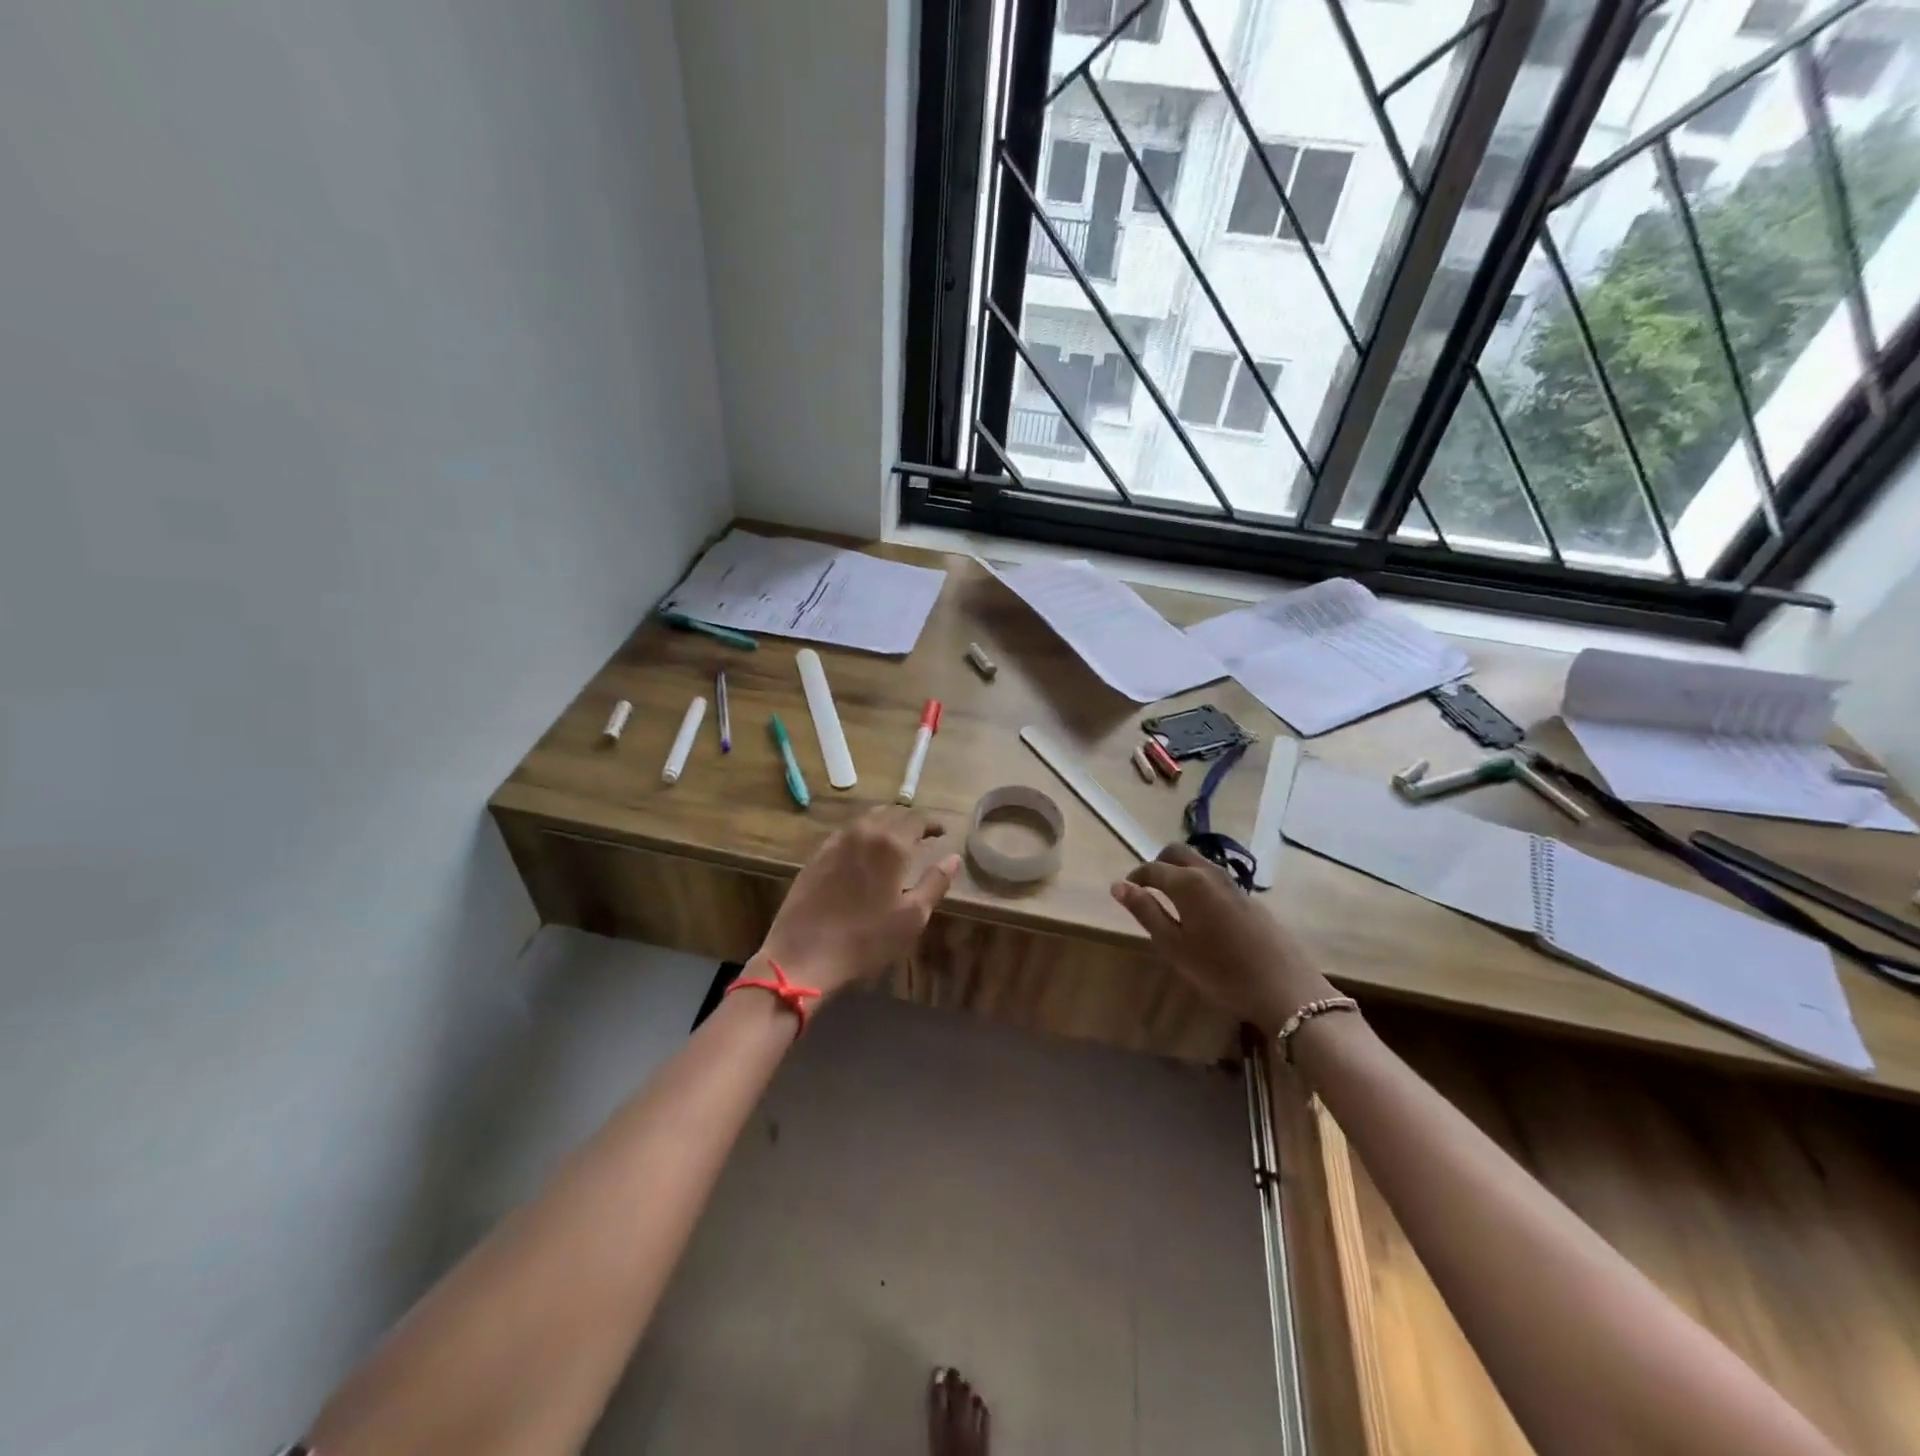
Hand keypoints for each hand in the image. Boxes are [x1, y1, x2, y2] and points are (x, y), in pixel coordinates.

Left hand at [757, 806, 960, 995]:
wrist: (803, 955)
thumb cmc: (866, 940)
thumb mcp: (912, 917)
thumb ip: (935, 883)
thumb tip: (953, 858)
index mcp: (890, 844)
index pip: (917, 819)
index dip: (932, 823)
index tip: (942, 832)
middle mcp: (863, 832)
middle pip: (891, 813)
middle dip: (910, 820)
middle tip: (923, 835)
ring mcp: (836, 842)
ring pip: (867, 819)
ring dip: (886, 823)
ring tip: (897, 840)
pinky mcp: (817, 855)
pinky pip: (847, 833)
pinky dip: (863, 834)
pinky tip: (865, 851)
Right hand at [1111, 844, 1335, 1032]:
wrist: (1285, 989)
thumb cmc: (1221, 971)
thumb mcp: (1174, 946)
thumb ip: (1146, 912)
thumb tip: (1118, 886)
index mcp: (1188, 883)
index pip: (1152, 868)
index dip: (1135, 878)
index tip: (1125, 892)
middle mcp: (1210, 873)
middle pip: (1177, 852)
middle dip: (1158, 864)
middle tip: (1147, 890)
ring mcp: (1234, 884)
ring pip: (1199, 863)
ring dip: (1180, 872)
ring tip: (1171, 902)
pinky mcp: (1250, 898)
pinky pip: (1215, 878)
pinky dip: (1199, 883)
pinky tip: (1201, 915)